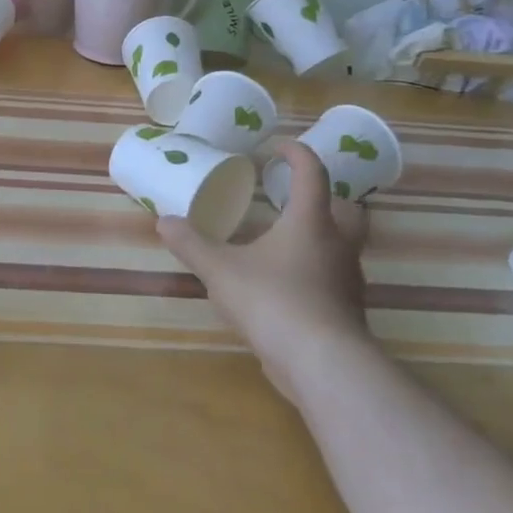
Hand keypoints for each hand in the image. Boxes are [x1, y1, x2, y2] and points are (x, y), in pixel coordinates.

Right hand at [158, 141, 370, 388]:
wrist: (322, 363)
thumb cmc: (273, 301)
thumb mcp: (220, 270)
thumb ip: (192, 244)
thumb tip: (163, 221)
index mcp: (310, 222)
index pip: (312, 174)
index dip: (297, 154)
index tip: (279, 148)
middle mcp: (337, 245)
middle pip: (347, 209)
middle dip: (326, 197)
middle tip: (295, 198)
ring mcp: (348, 280)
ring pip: (344, 246)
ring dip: (321, 237)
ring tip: (284, 242)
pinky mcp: (348, 311)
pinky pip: (335, 279)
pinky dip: (316, 272)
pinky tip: (287, 285)